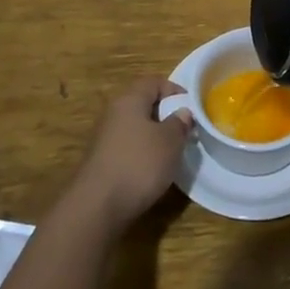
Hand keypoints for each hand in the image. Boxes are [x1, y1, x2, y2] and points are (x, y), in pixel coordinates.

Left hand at [69, 77, 192, 228]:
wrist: (97, 206)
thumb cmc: (139, 164)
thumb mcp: (170, 141)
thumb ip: (179, 123)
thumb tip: (182, 112)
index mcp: (129, 100)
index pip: (153, 82)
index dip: (174, 90)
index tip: (191, 107)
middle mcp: (113, 113)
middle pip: (143, 104)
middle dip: (165, 114)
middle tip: (184, 129)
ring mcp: (104, 138)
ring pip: (135, 127)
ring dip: (154, 135)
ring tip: (172, 151)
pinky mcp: (102, 161)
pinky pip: (127, 146)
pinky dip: (142, 152)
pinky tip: (153, 169)